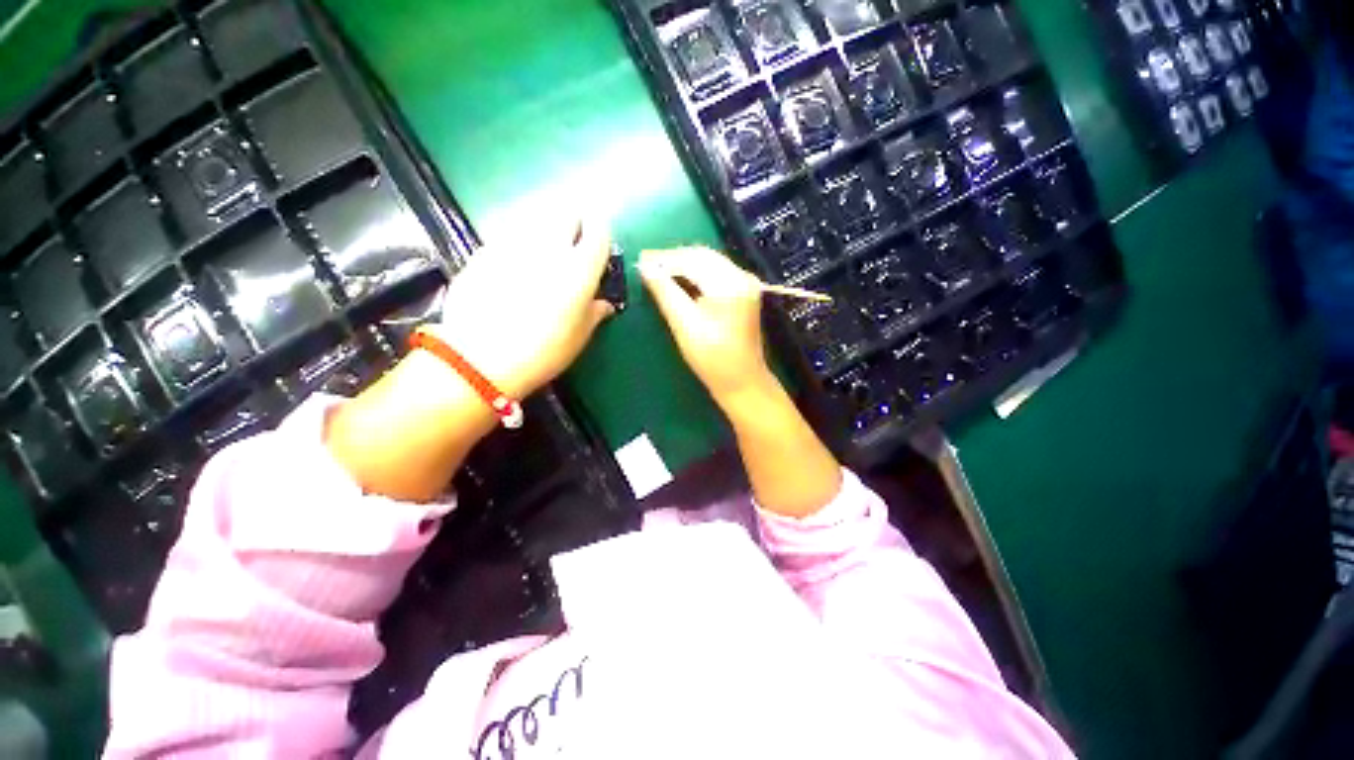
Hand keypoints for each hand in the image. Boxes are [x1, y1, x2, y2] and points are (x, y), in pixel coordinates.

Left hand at [432, 217, 614, 397]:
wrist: (478, 359)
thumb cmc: (542, 352)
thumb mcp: (578, 337)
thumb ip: (595, 313)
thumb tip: (603, 304)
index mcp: (579, 269)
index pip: (598, 231)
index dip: (600, 235)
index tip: (598, 247)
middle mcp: (549, 247)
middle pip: (566, 213)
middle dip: (573, 223)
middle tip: (573, 244)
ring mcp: (512, 245)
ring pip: (536, 220)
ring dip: (546, 230)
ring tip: (543, 256)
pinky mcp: (484, 251)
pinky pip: (509, 236)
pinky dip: (519, 244)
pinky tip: (514, 269)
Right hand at [639, 247, 774, 406]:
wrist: (742, 380)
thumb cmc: (712, 358)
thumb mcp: (684, 324)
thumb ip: (665, 292)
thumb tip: (645, 268)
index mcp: (729, 284)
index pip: (692, 260)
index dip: (664, 258)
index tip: (640, 260)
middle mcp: (741, 276)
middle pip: (702, 255)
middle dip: (673, 258)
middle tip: (646, 263)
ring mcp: (745, 283)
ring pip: (709, 262)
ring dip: (683, 263)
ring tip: (658, 269)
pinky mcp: (743, 292)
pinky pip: (716, 272)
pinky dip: (695, 272)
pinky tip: (679, 278)